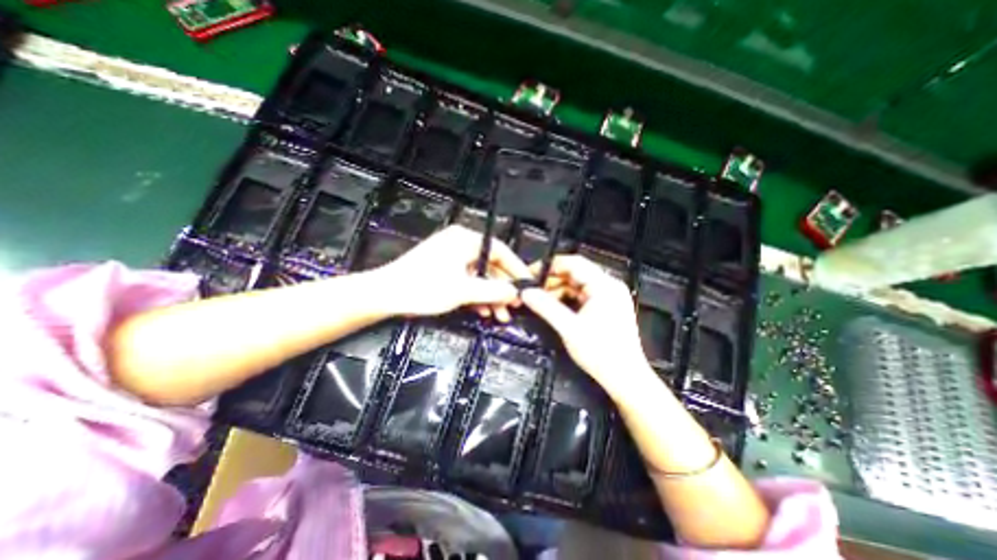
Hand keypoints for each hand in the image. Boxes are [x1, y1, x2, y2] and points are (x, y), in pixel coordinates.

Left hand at [371, 224, 529, 319]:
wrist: (385, 295)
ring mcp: (452, 256)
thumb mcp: (463, 291)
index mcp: (465, 240)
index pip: (501, 251)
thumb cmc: (423, 287)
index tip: (528, 286)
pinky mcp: (444, 268)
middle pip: (491, 265)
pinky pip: (468, 280)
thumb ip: (493, 291)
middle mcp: (460, 243)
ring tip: (499, 316)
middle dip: (502, 289)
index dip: (517, 270)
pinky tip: (483, 311)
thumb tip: (516, 292)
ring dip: (490, 296)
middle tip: (513, 307)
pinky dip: (476, 295)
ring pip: (480, 276)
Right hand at [523, 254, 655, 402]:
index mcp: (604, 285)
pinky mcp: (607, 306)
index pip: (574, 263)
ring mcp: (609, 296)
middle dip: (552, 280)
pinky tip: (554, 307)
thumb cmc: (601, 353)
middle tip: (532, 289)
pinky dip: (567, 298)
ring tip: (539, 300)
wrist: (625, 378)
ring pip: (577, 284)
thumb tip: (525, 292)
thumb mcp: (569, 328)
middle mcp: (609, 286)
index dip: (550, 265)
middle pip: (575, 273)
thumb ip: (546, 307)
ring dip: (558, 290)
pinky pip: (582, 295)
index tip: (530, 273)